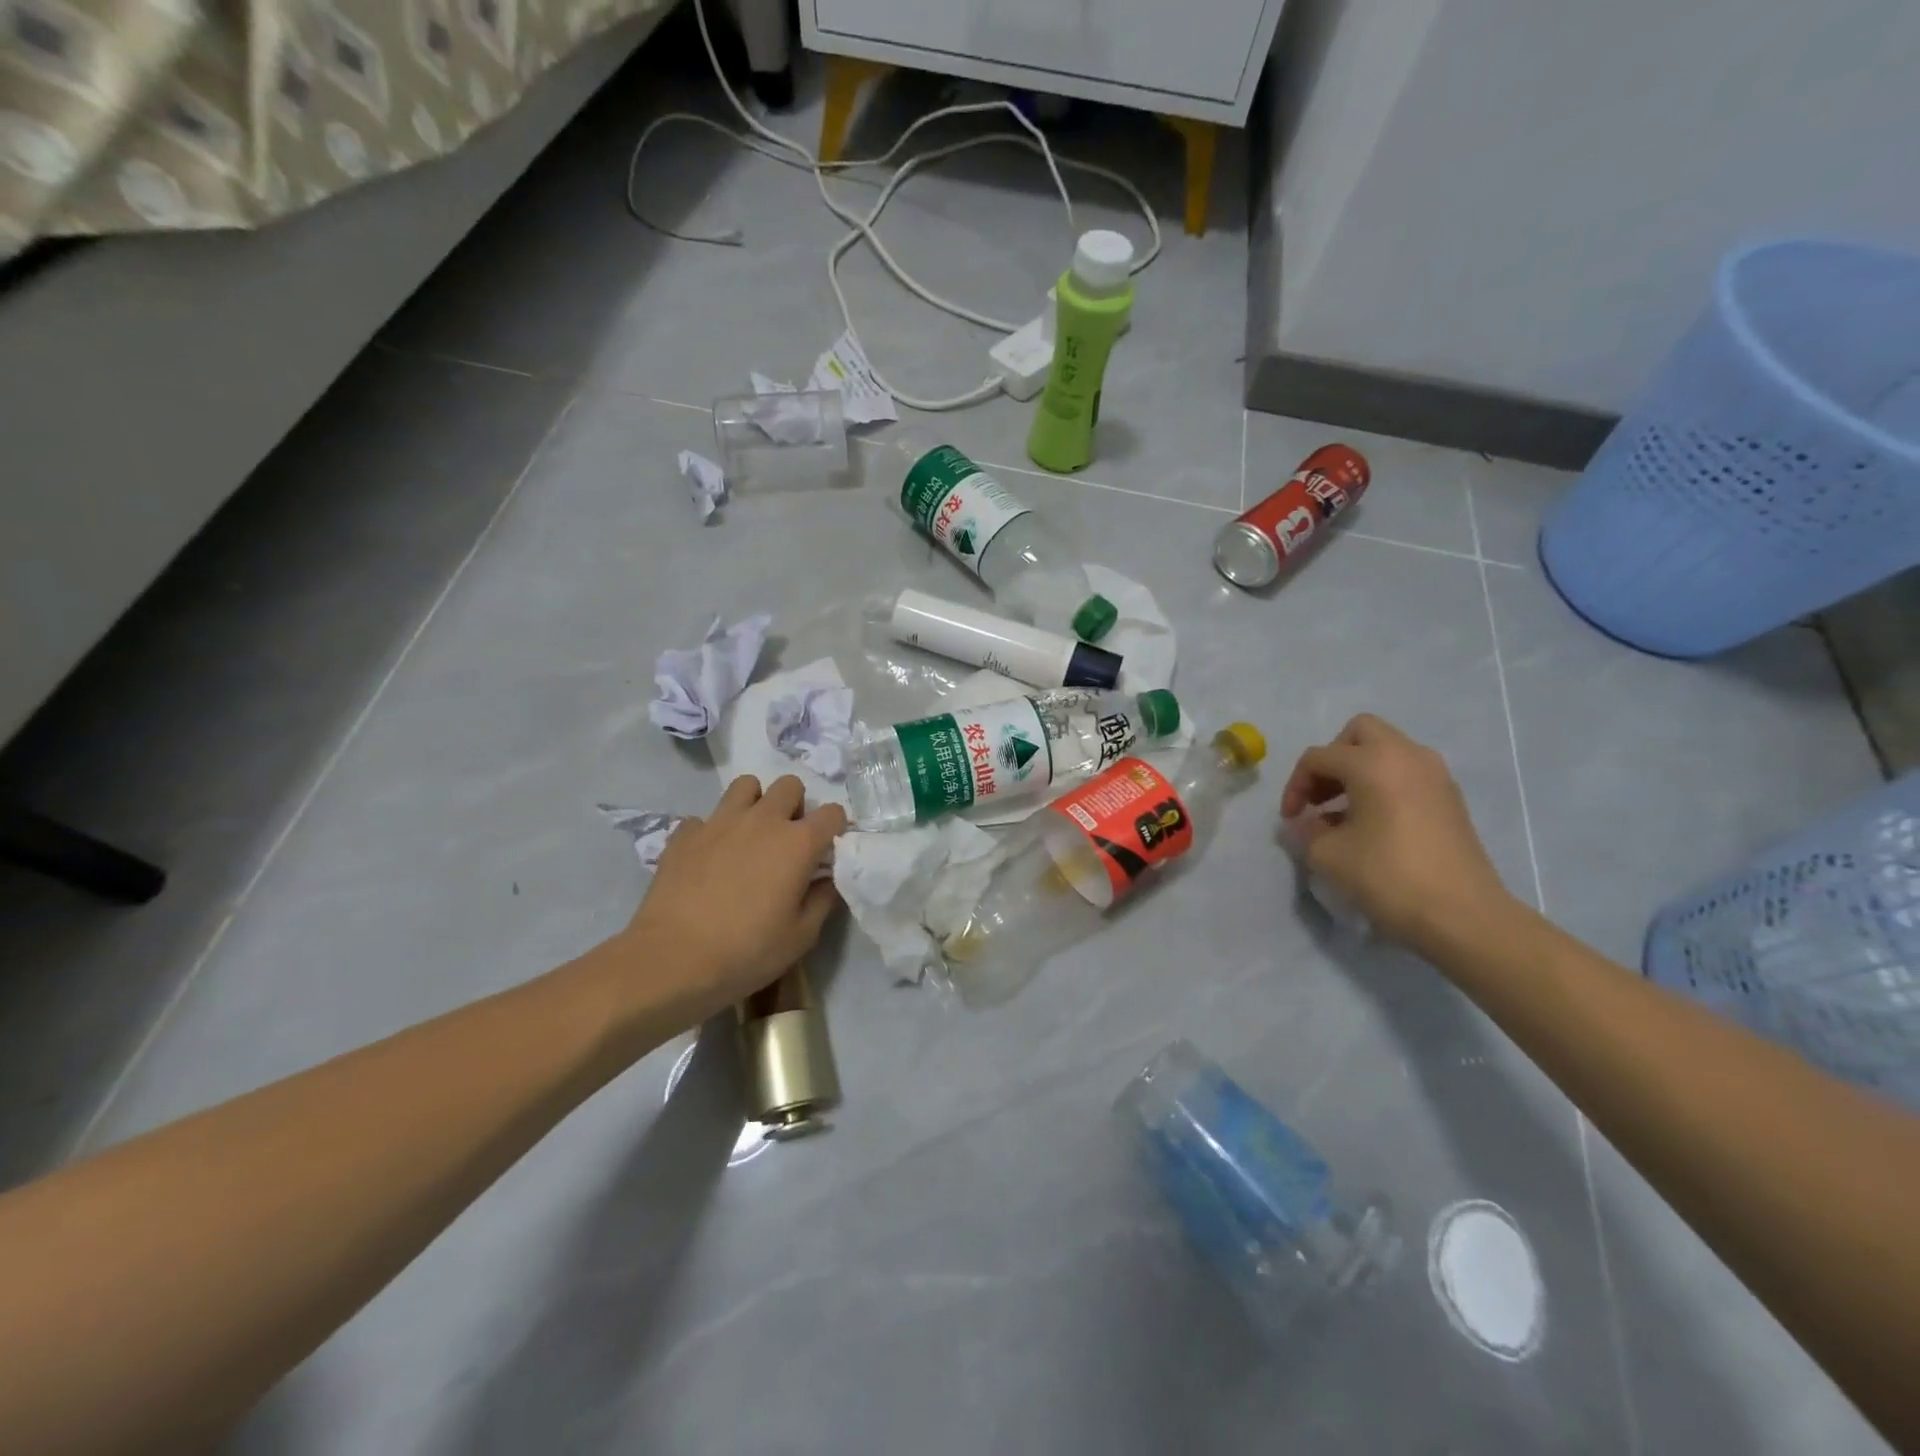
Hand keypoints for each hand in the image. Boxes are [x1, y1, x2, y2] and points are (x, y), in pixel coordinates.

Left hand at [611, 775, 846, 1030]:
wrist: (671, 960)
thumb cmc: (747, 951)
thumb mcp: (801, 937)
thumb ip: (822, 900)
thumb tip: (825, 879)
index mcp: (798, 843)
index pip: (832, 813)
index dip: (834, 828)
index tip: (827, 851)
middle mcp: (762, 820)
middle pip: (789, 785)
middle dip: (795, 806)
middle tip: (787, 839)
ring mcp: (720, 822)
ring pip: (746, 786)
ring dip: (755, 804)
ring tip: (749, 835)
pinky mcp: (685, 834)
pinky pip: (705, 818)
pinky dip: (712, 832)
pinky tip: (708, 859)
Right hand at [1281, 714, 1512, 951]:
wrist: (1463, 915)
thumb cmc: (1389, 877)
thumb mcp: (1328, 855)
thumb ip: (1307, 830)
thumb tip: (1304, 822)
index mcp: (1373, 763)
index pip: (1318, 757)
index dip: (1296, 785)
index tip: (1291, 819)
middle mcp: (1407, 756)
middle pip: (1359, 733)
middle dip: (1332, 759)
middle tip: (1321, 796)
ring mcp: (1435, 775)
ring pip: (1387, 750)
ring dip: (1359, 771)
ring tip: (1343, 812)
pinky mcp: (1450, 798)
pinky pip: (1407, 772)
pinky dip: (1384, 784)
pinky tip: (1373, 824)